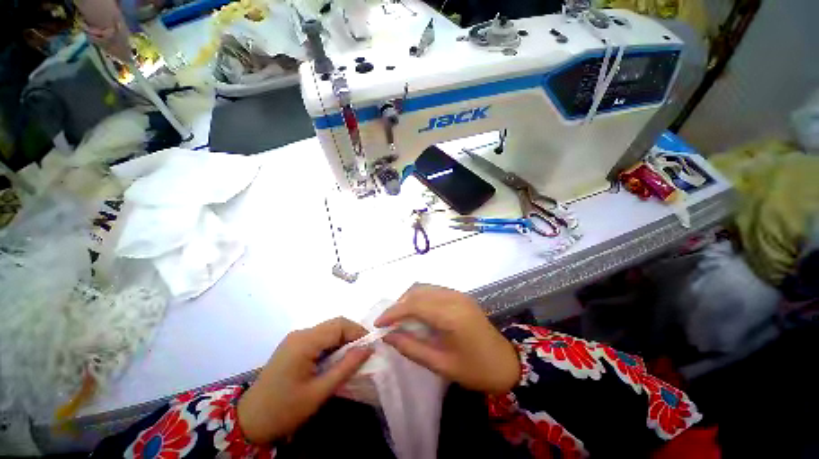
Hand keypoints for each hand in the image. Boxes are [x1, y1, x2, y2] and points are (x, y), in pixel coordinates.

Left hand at [237, 317, 372, 443]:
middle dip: (352, 334)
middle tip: (363, 351)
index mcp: (304, 342)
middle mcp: (300, 333)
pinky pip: (319, 336)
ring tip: (351, 356)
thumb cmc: (285, 409)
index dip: (358, 332)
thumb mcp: (319, 392)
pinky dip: (332, 343)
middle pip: (334, 323)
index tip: (370, 346)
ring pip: (328, 329)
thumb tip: (369, 348)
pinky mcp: (294, 344)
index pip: (339, 325)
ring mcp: (295, 338)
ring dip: (343, 338)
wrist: (249, 421)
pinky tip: (335, 358)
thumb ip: (346, 367)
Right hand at [375, 284, 519, 393]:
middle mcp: (454, 298)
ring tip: (399, 318)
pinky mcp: (460, 296)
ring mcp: (459, 294)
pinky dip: (420, 299)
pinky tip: (417, 313)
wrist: (506, 363)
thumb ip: (411, 348)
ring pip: (425, 288)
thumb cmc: (475, 370)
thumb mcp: (441, 365)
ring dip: (409, 300)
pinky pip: (434, 291)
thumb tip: (387, 336)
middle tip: (388, 322)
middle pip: (418, 291)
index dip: (393, 312)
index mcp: (452, 316)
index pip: (415, 305)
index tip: (378, 324)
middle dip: (399, 304)